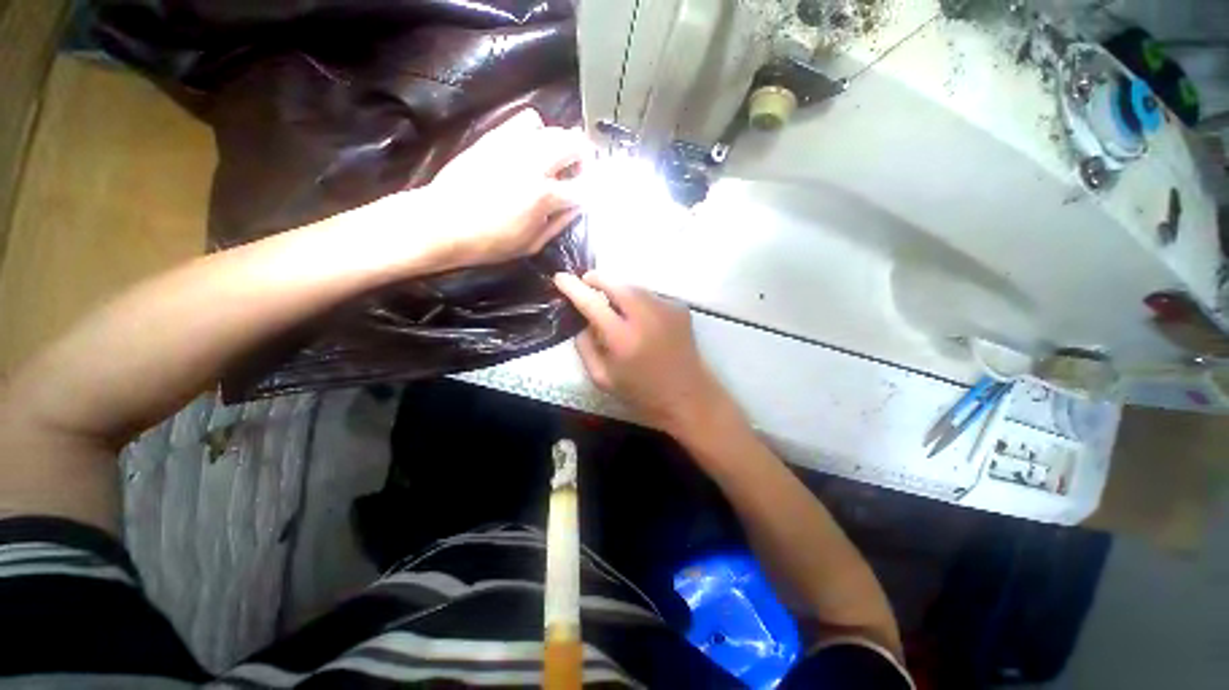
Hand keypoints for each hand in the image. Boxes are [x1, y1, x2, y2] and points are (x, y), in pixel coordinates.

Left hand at [419, 108, 589, 267]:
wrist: (443, 222)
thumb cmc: (490, 243)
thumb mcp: (532, 244)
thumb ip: (559, 223)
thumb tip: (577, 208)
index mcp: (545, 196)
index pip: (586, 186)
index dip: (593, 192)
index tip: (591, 197)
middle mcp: (535, 164)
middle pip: (577, 144)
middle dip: (585, 159)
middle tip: (579, 173)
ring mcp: (515, 146)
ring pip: (555, 128)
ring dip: (564, 145)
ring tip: (556, 161)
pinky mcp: (497, 136)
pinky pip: (528, 119)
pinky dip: (538, 131)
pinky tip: (532, 148)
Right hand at [553, 271, 729, 435]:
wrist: (688, 396)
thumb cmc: (642, 393)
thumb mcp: (602, 378)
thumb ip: (585, 347)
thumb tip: (582, 321)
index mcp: (623, 338)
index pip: (591, 303)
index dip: (573, 287)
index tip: (560, 277)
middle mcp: (645, 316)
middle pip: (616, 284)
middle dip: (597, 279)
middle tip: (586, 282)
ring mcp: (666, 308)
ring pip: (634, 287)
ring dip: (619, 290)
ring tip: (613, 304)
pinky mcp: (679, 308)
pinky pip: (650, 296)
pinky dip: (639, 301)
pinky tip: (639, 317)